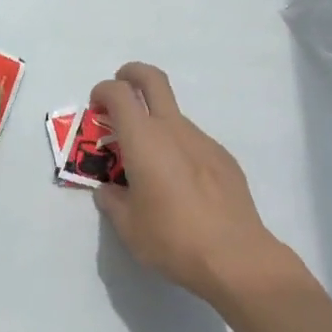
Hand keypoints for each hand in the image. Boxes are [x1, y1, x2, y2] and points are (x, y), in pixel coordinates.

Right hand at [90, 63, 288, 304]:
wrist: (236, 257)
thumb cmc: (173, 239)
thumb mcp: (128, 227)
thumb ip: (112, 201)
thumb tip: (108, 190)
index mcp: (143, 139)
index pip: (118, 93)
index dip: (102, 92)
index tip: (96, 108)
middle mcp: (173, 129)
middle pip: (152, 79)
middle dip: (132, 74)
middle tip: (120, 90)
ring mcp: (202, 140)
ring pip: (173, 115)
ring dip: (156, 124)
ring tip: (151, 167)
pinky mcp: (223, 158)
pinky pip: (194, 142)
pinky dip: (180, 150)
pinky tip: (183, 187)